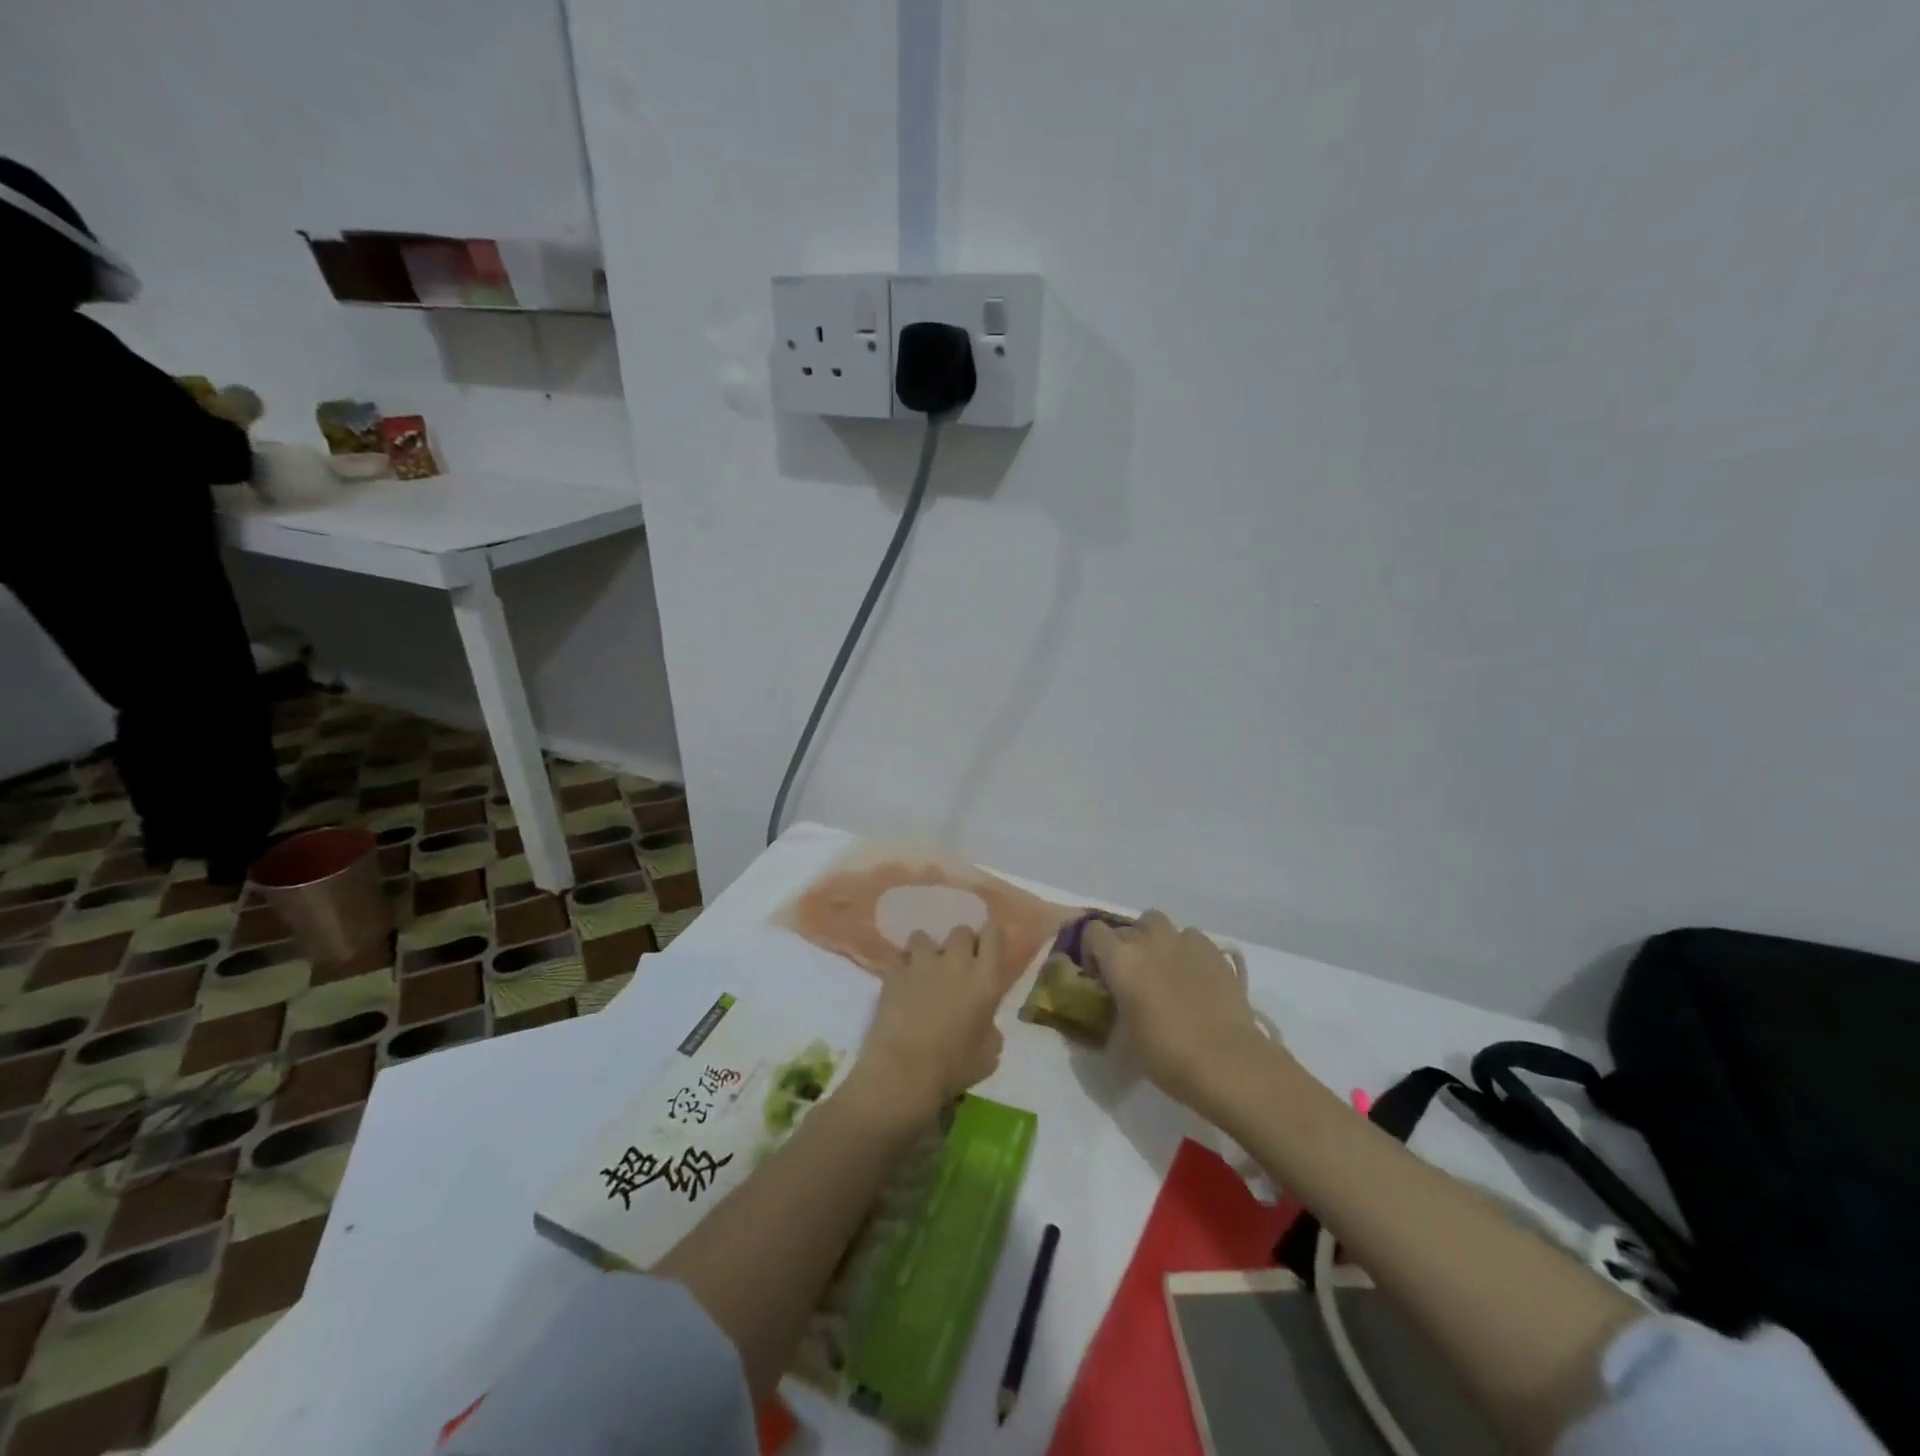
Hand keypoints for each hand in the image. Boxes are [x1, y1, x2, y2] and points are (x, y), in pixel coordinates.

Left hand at [850, 923, 1005, 1128]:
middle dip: (960, 943)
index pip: (994, 935)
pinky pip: (897, 955)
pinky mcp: (894, 972)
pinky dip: (900, 964)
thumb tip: (984, 1024)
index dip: (990, 937)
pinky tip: (900, 979)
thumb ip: (990, 1031)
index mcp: (985, 979)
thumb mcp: (988, 1056)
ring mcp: (923, 963)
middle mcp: (956, 962)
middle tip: (957, 964)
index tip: (986, 950)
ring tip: (923, 969)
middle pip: (961, 930)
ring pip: (924, 936)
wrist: (904, 1070)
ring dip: (926, 949)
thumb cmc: (953, 1067)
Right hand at [1084, 910, 1274, 1118]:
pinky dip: (1187, 950)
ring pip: (1160, 924)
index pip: (1093, 932)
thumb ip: (1118, 1004)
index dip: (1093, 951)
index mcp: (1121, 959)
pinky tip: (1194, 975)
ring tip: (1164, 968)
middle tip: (1134, 976)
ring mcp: (1184, 941)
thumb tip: (1121, 1000)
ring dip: (1156, 940)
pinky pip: (1191, 938)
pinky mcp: (1214, 950)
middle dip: (1125, 946)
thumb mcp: (1126, 1034)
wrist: (1226, 1060)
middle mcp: (1149, 940)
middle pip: (1127, 927)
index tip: (1101, 976)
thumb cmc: (1166, 1053)